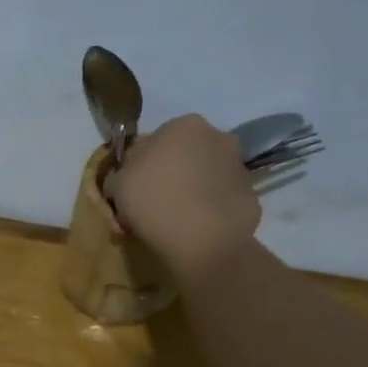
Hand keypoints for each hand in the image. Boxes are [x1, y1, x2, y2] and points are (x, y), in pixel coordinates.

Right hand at [109, 114, 261, 279]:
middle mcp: (217, 136)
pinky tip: (191, 231)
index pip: (152, 142)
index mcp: (183, 126)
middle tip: (147, 209)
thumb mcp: (117, 185)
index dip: (136, 169)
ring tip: (168, 225)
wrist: (204, 241)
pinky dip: (204, 211)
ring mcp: (238, 166)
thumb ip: (119, 174)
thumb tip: (127, 178)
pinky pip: (217, 200)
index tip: (129, 192)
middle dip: (163, 179)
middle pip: (180, 158)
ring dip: (184, 194)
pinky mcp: (250, 195)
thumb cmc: (154, 201)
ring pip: (200, 179)